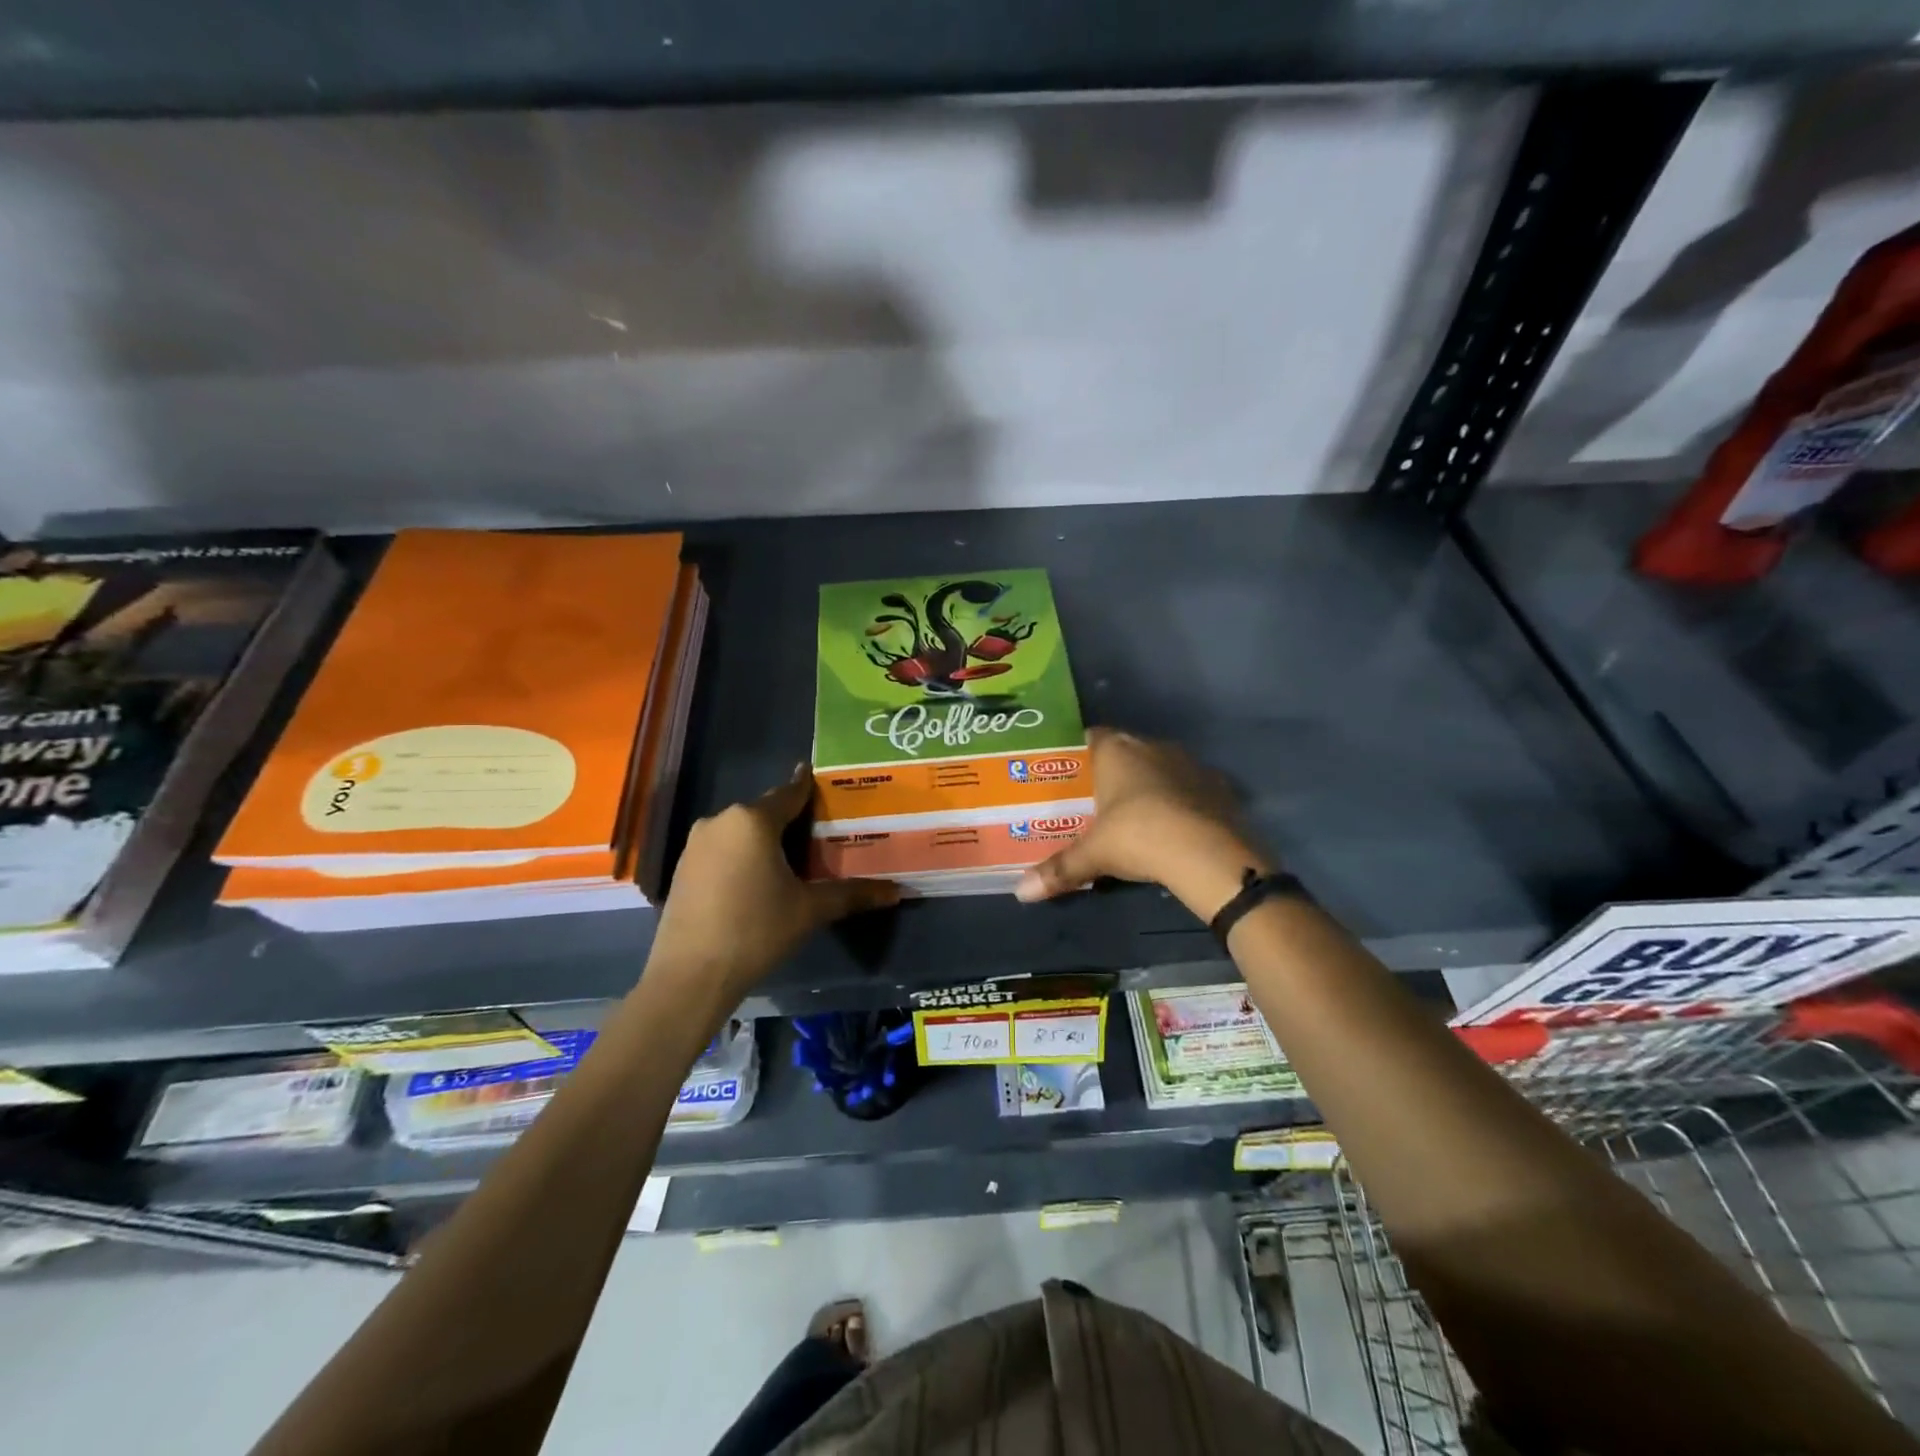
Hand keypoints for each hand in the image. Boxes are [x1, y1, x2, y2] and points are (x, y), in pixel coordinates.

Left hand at [649, 765, 899, 1001]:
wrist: (690, 976)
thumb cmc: (756, 930)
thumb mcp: (809, 910)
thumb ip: (852, 894)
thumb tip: (896, 892)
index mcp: (753, 820)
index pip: (790, 793)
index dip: (810, 788)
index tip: (827, 784)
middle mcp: (721, 820)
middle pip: (765, 812)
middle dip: (791, 820)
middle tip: (820, 833)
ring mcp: (696, 843)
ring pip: (741, 831)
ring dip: (764, 840)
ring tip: (792, 859)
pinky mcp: (682, 867)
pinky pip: (722, 849)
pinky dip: (742, 856)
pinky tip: (757, 880)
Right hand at [1014, 728, 1271, 919]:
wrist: (1207, 853)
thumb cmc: (1138, 837)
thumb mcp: (1093, 855)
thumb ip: (1059, 869)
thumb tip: (1020, 893)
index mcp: (1116, 750)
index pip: (1092, 737)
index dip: (1081, 754)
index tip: (1071, 775)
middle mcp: (1152, 746)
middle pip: (1127, 751)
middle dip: (1114, 772)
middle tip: (1098, 800)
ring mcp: (1189, 763)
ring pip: (1161, 766)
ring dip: (1151, 784)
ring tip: (1136, 815)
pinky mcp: (1218, 785)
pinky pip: (1191, 787)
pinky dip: (1182, 801)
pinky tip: (1176, 825)